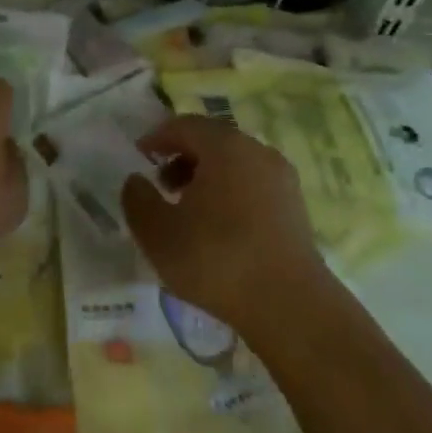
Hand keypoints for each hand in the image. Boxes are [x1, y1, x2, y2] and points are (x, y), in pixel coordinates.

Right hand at [122, 115, 325, 331]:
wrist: (290, 307)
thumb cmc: (217, 260)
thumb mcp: (158, 232)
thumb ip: (137, 199)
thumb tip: (136, 180)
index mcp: (224, 146)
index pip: (184, 125)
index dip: (157, 137)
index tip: (140, 157)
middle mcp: (256, 151)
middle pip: (212, 140)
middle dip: (182, 157)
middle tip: (161, 184)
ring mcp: (281, 178)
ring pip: (234, 163)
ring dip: (206, 176)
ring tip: (187, 209)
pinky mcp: (295, 207)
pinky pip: (253, 185)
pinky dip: (230, 193)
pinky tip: (218, 227)